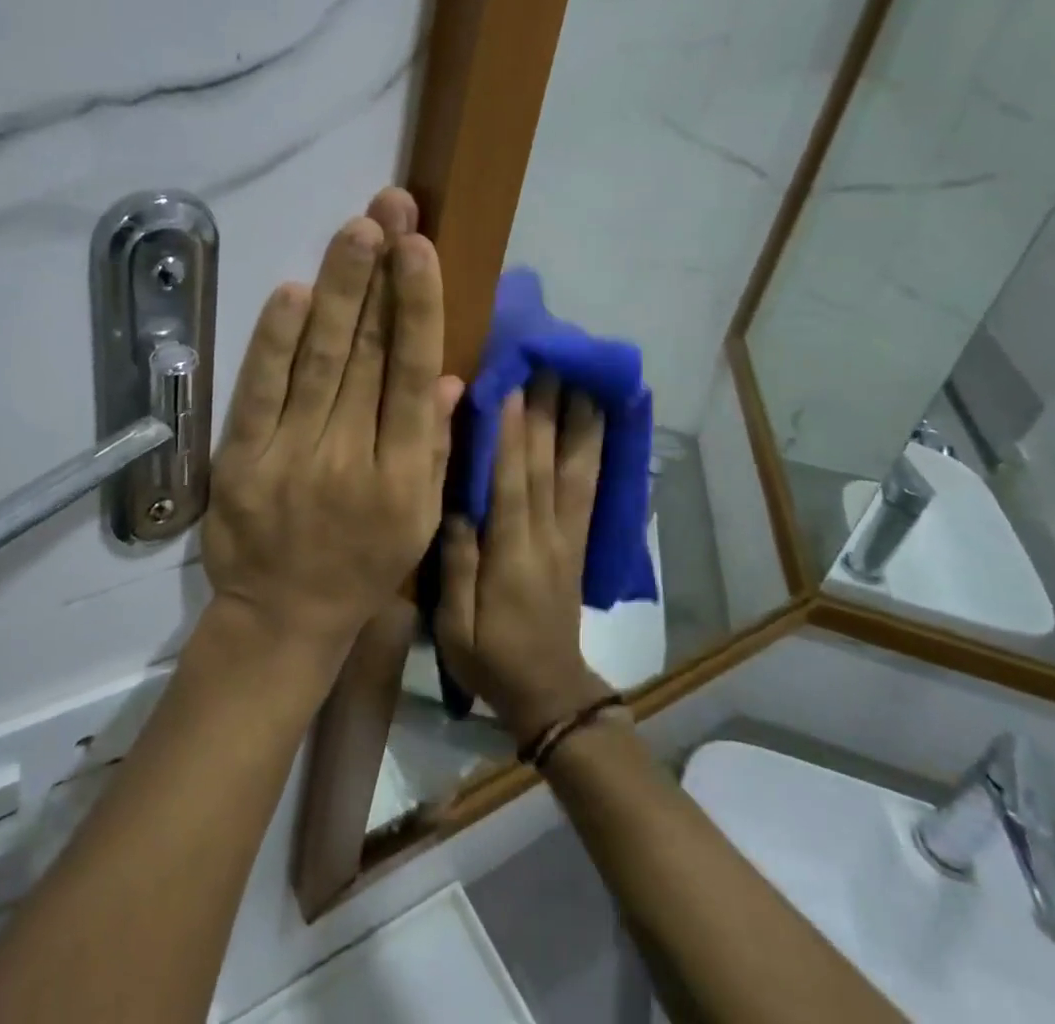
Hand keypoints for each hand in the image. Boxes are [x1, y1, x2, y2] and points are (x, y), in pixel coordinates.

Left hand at [202, 188, 462, 662]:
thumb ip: (433, 446)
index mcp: (402, 474)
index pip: (412, 375)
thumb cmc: (361, 566)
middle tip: (390, 209)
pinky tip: (294, 292)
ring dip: (338, 291)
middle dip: (380, 275)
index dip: (418, 307)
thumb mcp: (417, 519)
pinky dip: (274, 340)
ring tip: (356, 230)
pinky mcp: (242, 460)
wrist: (282, 619)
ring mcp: (291, 456)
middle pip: (367, 354)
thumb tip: (448, 375)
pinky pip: (259, 392)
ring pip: (319, 361)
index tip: (420, 249)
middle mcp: (350, 457)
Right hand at [436, 376, 614, 742]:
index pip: (512, 485)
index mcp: (512, 555)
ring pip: (576, 470)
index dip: (512, 437)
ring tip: (580, 377)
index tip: (511, 389)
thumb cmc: (491, 657)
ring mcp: (568, 535)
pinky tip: (598, 422)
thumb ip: (456, 567)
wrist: (549, 692)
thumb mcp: (456, 626)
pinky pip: (591, 488)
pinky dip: (596, 450)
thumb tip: (455, 508)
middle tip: (545, 363)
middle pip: (547, 465)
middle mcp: (546, 536)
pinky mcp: (579, 538)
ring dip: (578, 421)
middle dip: (546, 412)